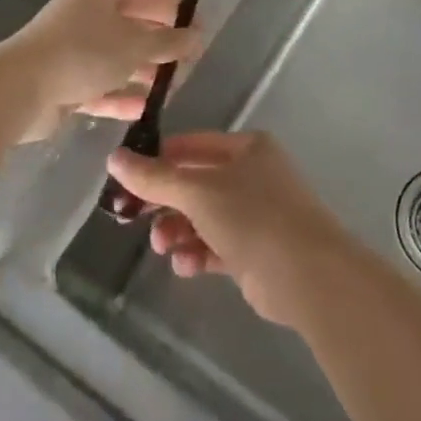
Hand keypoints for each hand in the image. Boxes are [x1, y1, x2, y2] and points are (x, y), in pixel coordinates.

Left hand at [2, 0, 201, 131]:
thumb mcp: (135, 44)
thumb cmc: (84, 53)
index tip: (201, 31)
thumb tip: (196, 37)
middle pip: (132, 29)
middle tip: (189, 65)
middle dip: (160, 47)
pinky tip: (144, 110)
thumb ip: (169, 42)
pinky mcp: (64, 82)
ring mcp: (73, 50)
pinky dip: (120, 97)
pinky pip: (100, 87)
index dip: (176, 12)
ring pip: (117, 60)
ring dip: (142, 75)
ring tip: (171, 90)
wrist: (20, 90)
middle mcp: (85, 16)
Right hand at [105, 132, 357, 327]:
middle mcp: (253, 175)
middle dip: (165, 203)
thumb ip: (154, 177)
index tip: (126, 180)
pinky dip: (197, 253)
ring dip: (178, 231)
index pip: (192, 146)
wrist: (306, 274)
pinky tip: (185, 265)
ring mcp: (257, 214)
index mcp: (247, 148)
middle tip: (133, 219)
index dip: (158, 160)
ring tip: (163, 247)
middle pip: (195, 184)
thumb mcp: (198, 191)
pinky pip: (216, 246)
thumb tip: (114, 157)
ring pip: (203, 217)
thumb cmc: (252, 216)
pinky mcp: (255, 251)